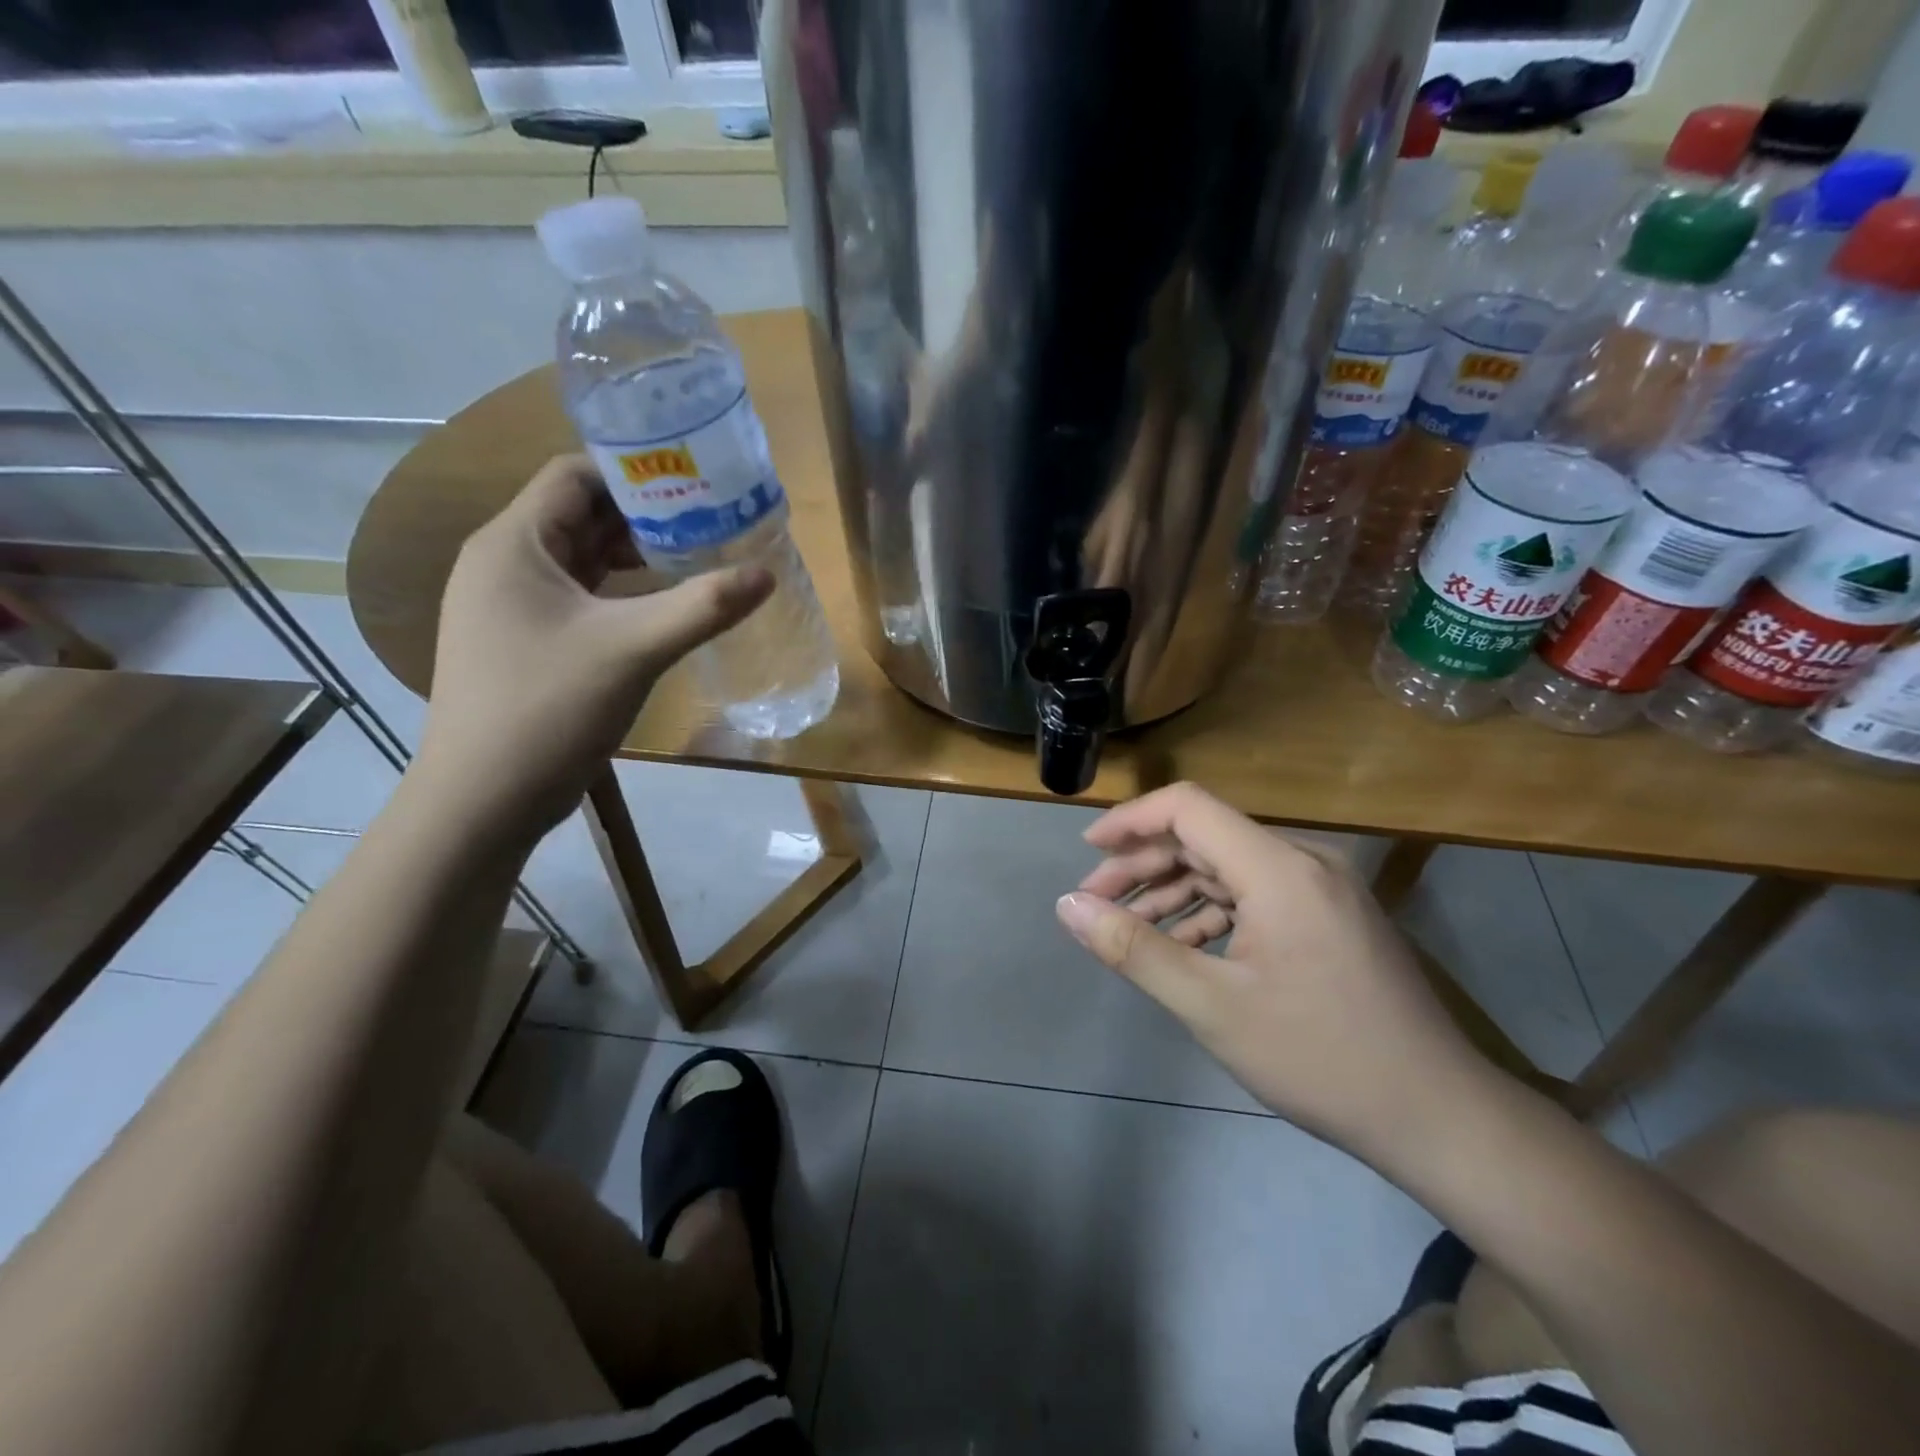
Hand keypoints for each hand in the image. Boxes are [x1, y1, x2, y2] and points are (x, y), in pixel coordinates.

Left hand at [418, 456, 772, 832]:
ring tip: (703, 557)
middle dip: (649, 515)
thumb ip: (702, 607)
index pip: (575, 476)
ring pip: (585, 560)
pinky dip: (625, 594)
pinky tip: (667, 607)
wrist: (484, 801)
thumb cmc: (547, 710)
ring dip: (640, 556)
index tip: (699, 481)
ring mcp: (514, 607)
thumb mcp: (633, 650)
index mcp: (514, 544)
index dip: (637, 471)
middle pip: (583, 516)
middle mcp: (507, 564)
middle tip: (716, 519)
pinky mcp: (529, 643)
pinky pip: (583, 598)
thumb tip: (767, 573)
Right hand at [1055, 783, 1492, 1162]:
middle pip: (1204, 837)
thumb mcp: (1211, 1006)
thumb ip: (1133, 948)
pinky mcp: (1330, 916)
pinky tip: (1183, 946)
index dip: (1130, 820)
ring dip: (1173, 891)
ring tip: (1127, 929)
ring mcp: (1322, 889)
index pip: (1188, 807)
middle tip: (1095, 904)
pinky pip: (1255, 895)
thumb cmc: (1320, 1058)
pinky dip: (1211, 912)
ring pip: (1227, 868)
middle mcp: (1303, 862)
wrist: (1439, 1117)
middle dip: (1143, 865)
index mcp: (1278, 868)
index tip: (1087, 851)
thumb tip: (1068, 906)